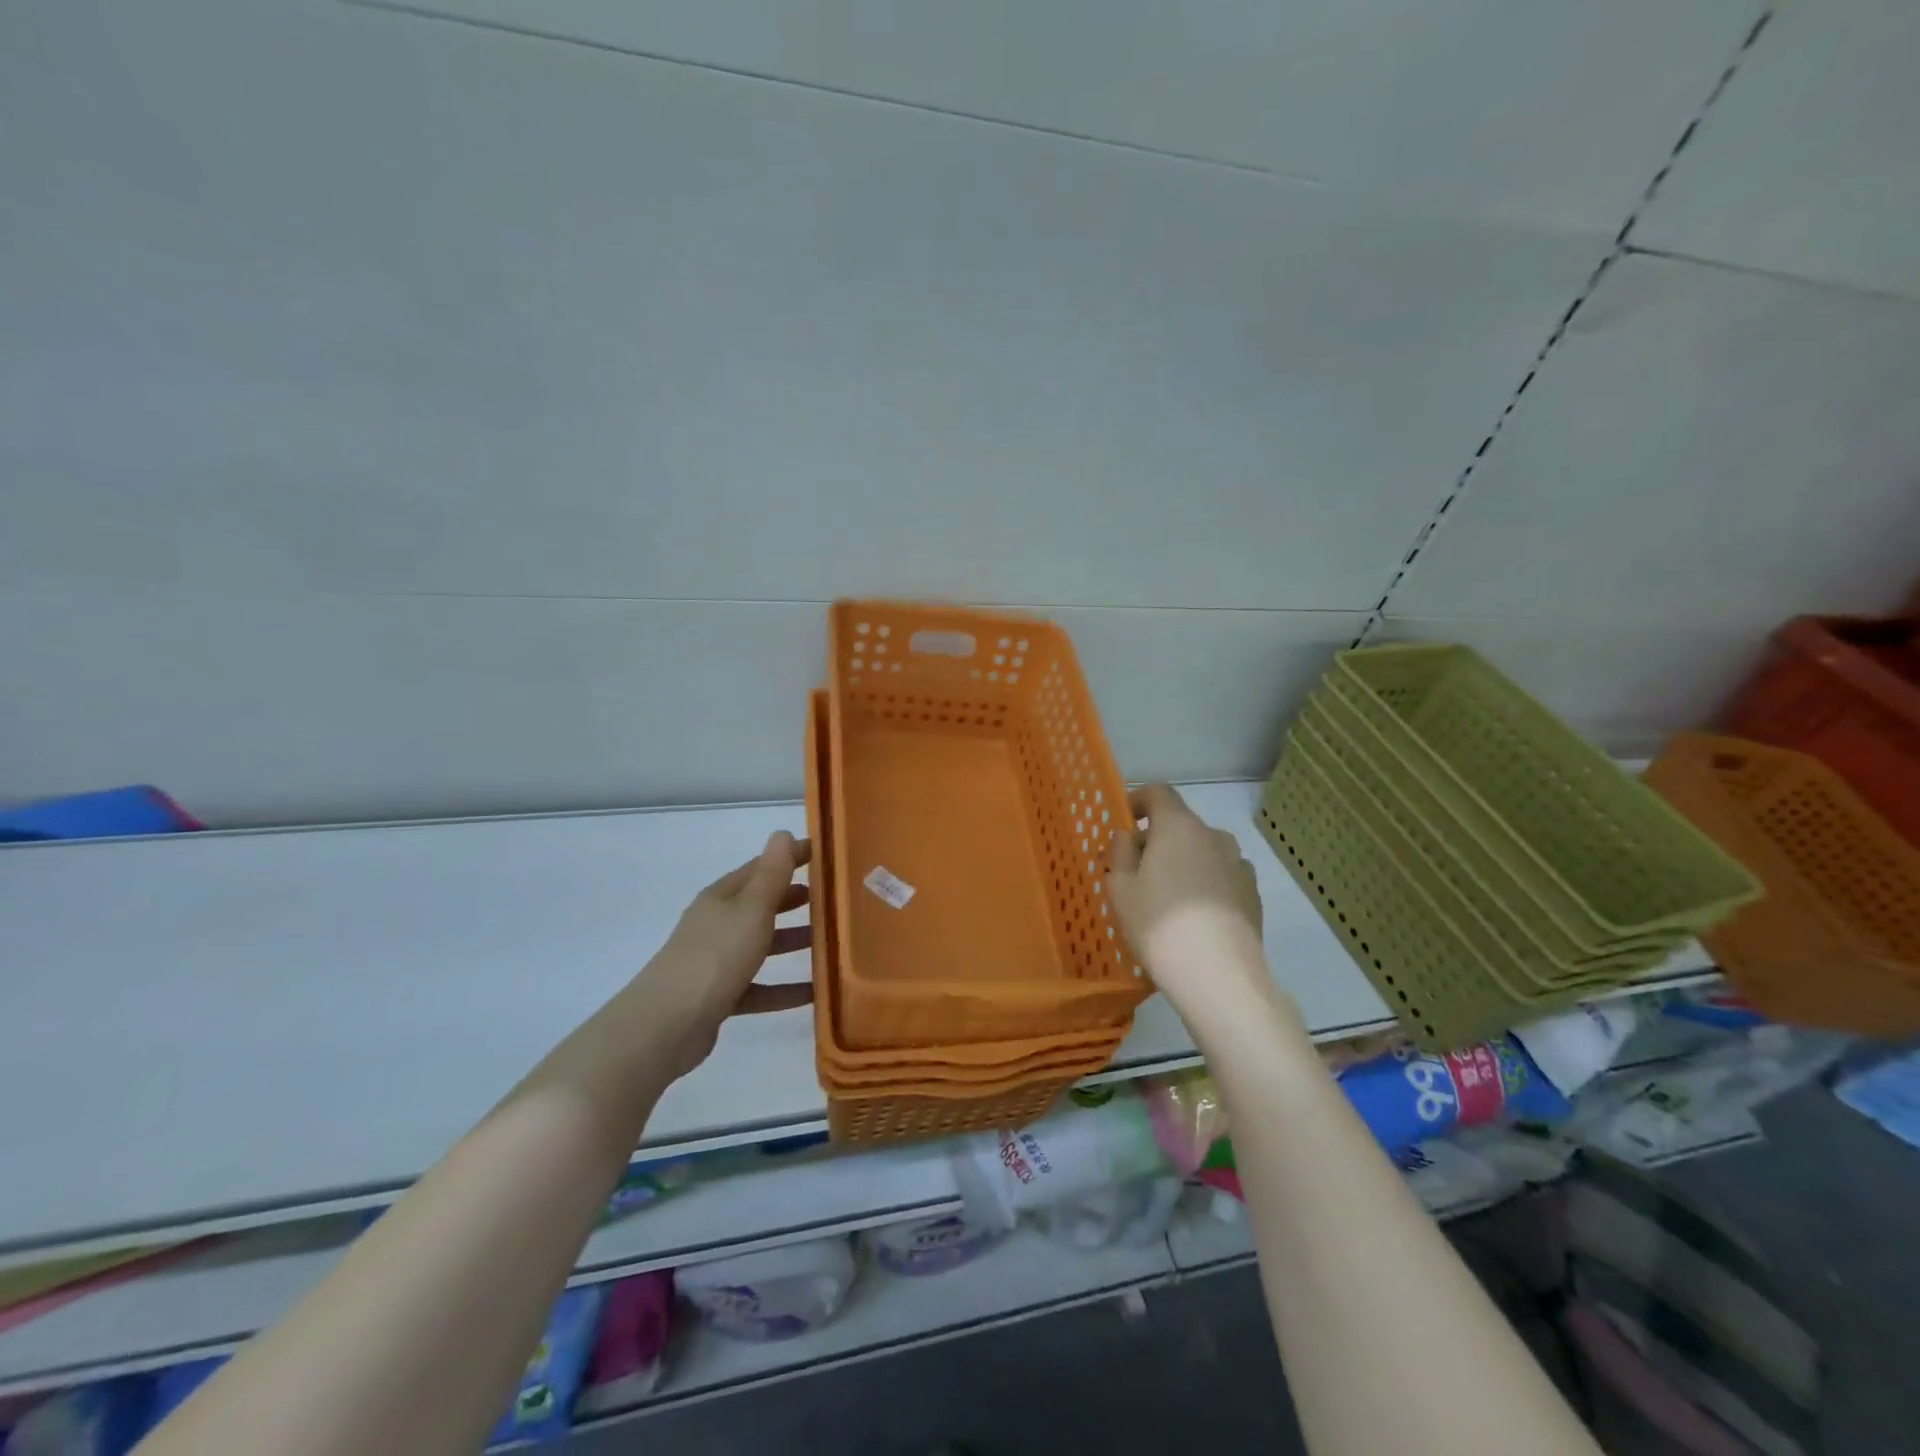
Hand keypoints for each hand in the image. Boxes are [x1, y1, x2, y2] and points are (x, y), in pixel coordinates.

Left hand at [645, 831, 813, 1079]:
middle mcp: (716, 924)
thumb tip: (782, 833)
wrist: (666, 1025)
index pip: (760, 868)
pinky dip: (784, 987)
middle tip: (829, 898)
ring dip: (791, 941)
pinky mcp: (718, 997)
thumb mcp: (751, 909)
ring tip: (828, 943)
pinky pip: (759, 987)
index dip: (788, 858)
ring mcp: (715, 962)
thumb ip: (771, 874)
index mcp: (722, 898)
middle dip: (791, 899)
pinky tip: (813, 993)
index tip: (821, 854)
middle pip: (759, 905)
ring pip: (760, 945)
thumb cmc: (715, 956)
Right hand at [1109, 785, 1276, 1027]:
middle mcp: (1213, 836)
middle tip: (1133, 872)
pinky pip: (1220, 876)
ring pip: (1202, 851)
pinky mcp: (1253, 894)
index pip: (1158, 793)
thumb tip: (1128, 836)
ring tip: (1165, 897)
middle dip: (1155, 840)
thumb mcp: (1120, 888)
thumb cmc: (1159, 925)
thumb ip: (1120, 852)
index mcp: (1178, 826)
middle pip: (1179, 824)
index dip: (1137, 801)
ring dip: (1182, 862)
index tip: (1123, 824)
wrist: (1220, 978)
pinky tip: (1193, 917)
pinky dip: (1204, 884)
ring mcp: (1239, 865)